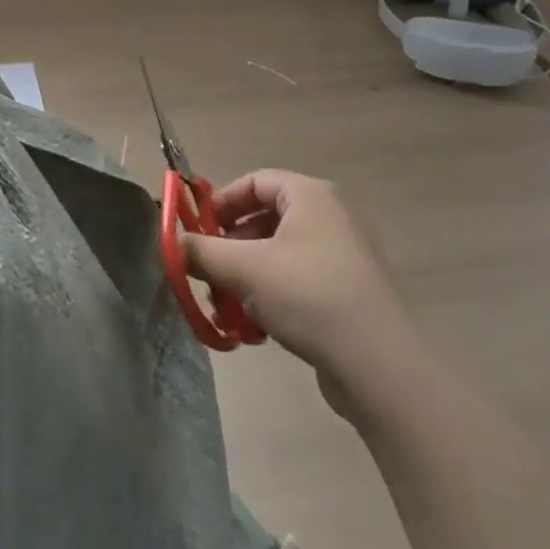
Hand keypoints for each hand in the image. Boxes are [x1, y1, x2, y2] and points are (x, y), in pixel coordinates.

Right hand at [183, 170, 420, 416]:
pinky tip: (256, 327)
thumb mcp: (242, 268)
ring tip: (226, 306)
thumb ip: (199, 249)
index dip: (221, 202)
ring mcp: (344, 256)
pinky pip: (298, 280)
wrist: (379, 367)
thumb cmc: (308, 296)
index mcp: (311, 196)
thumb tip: (170, 242)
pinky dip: (270, 295)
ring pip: (278, 254)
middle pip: (264, 218)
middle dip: (229, 246)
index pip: (255, 181)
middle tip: (208, 271)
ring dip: (245, 276)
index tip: (197, 230)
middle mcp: (331, 217)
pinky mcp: (349, 292)